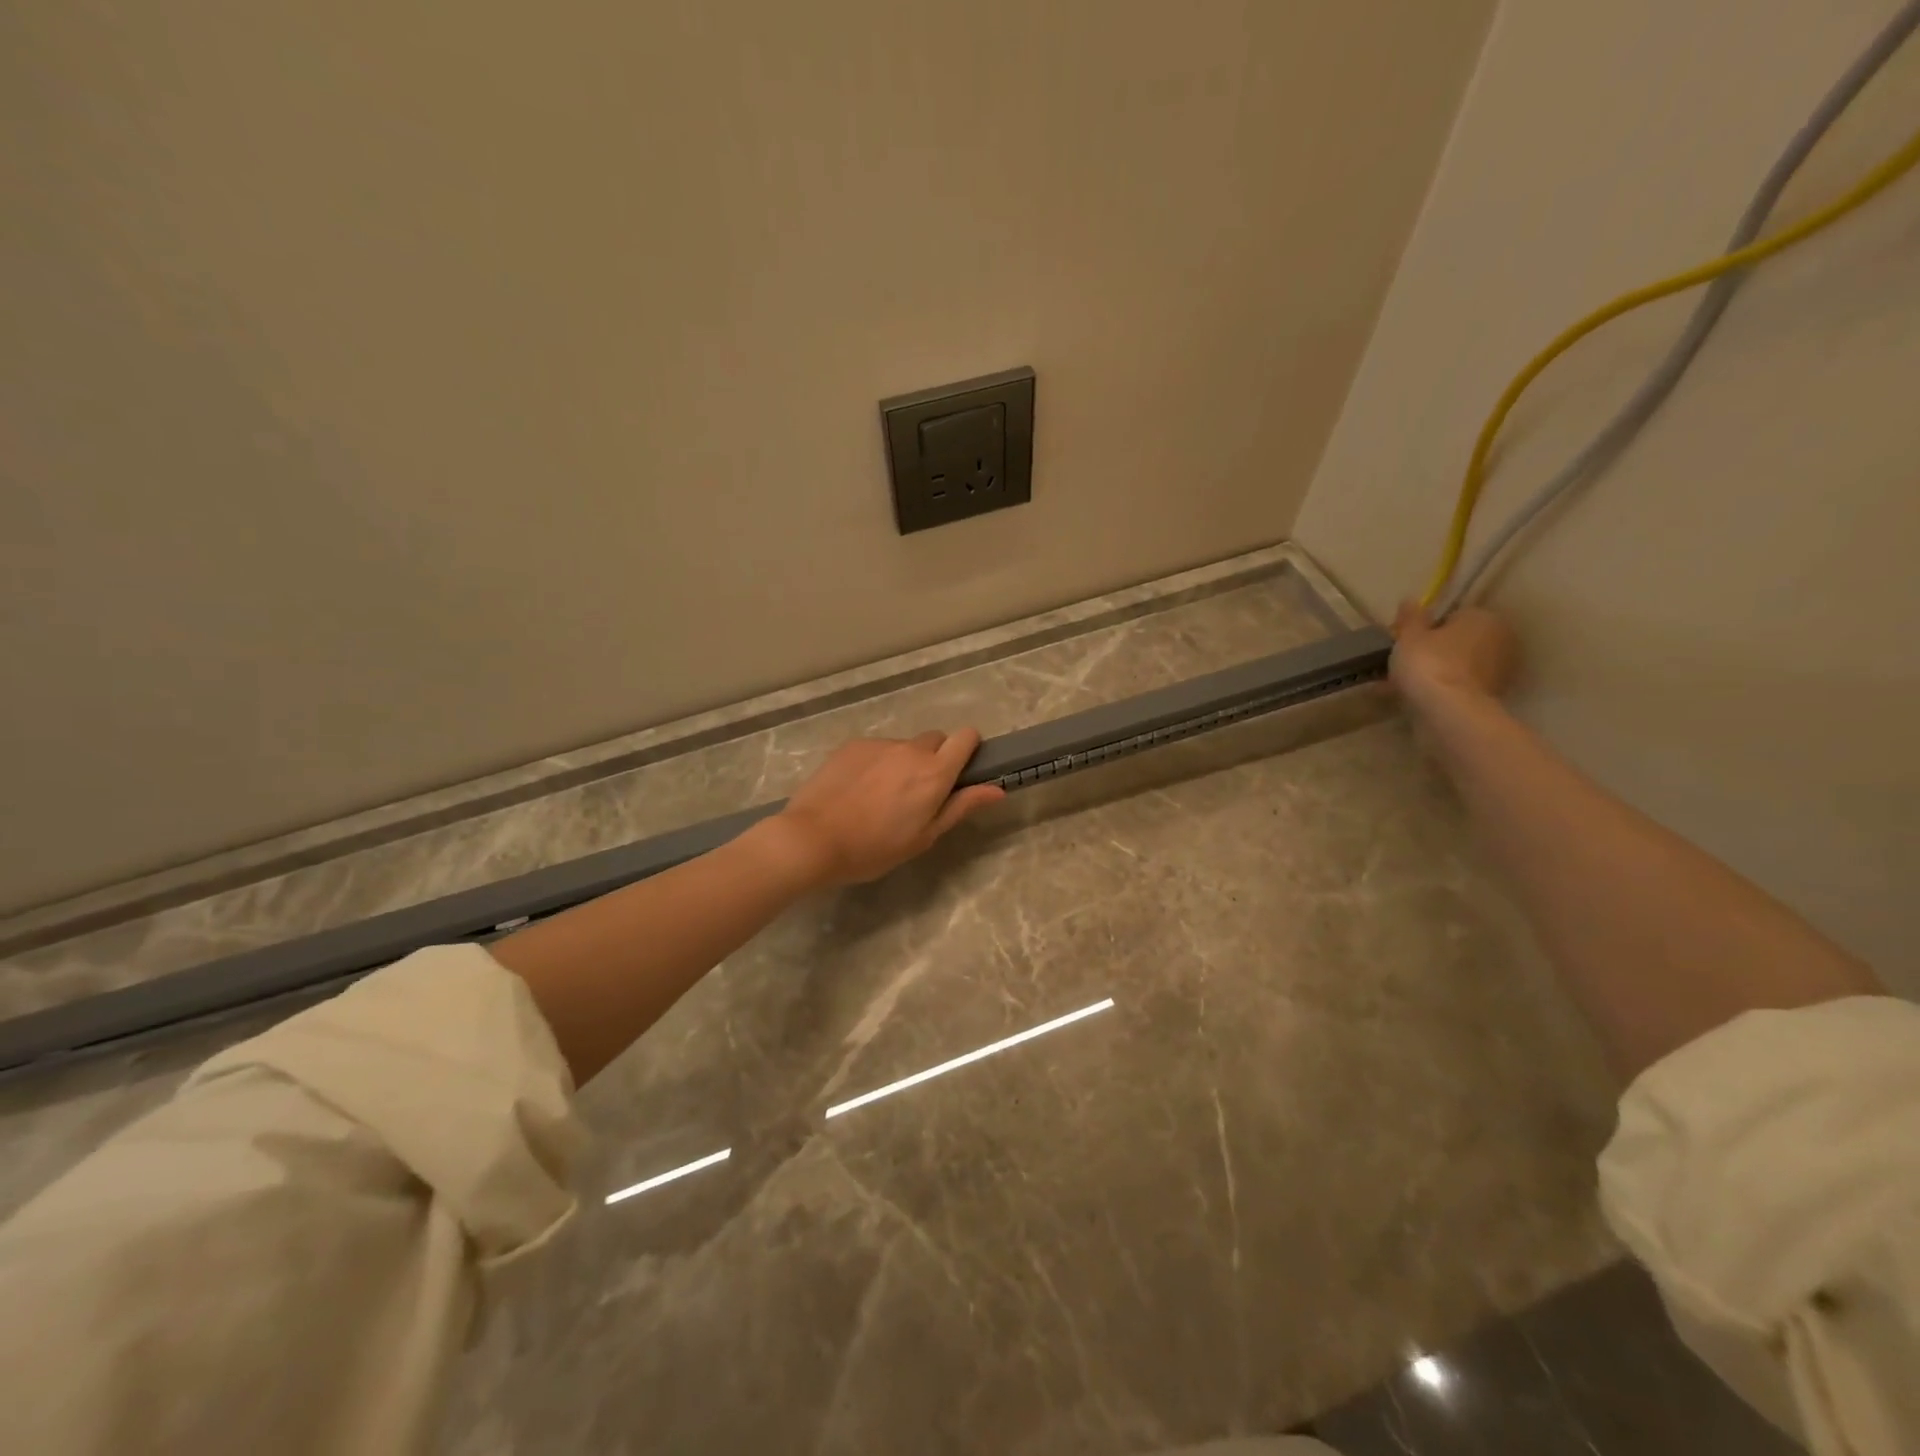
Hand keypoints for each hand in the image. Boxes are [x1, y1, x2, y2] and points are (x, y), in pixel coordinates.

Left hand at [769, 730, 1005, 887]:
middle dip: (934, 759)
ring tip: (880, 797)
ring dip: (902, 763)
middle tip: (918, 793)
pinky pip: (876, 749)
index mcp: (934, 773)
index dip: (968, 748)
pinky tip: (857, 791)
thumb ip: (961, 807)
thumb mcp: (924, 836)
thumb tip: (996, 790)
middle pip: (935, 740)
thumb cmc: (874, 848)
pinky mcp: (852, 745)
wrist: (812, 839)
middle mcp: (910, 750)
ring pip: (903, 746)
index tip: (960, 770)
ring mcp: (879, 744)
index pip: (966, 736)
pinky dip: (876, 764)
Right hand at [1390, 603, 1520, 710]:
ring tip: (1400, 685)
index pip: (1452, 616)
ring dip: (1435, 672)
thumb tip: (1411, 600)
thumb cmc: (1428, 663)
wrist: (1449, 711)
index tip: (1405, 642)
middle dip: (1433, 651)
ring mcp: (1499, 670)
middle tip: (1402, 664)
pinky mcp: (1492, 696)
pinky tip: (1415, 699)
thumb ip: (1410, 618)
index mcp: (1483, 617)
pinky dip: (1440, 690)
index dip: (1426, 628)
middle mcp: (1500, 639)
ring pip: (1457, 665)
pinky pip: (1459, 686)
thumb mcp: (1409, 636)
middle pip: (1458, 641)